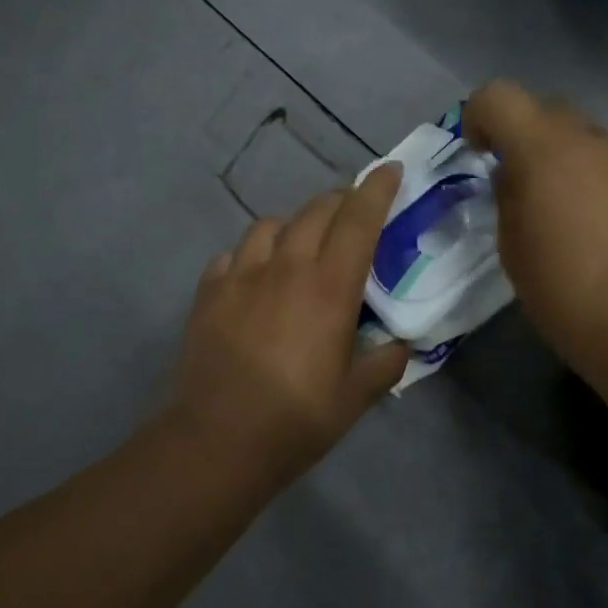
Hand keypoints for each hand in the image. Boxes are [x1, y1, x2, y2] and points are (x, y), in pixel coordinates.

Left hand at [170, 164, 409, 485]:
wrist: (218, 438)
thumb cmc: (297, 418)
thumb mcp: (356, 396)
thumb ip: (384, 362)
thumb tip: (398, 344)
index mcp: (329, 286)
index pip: (358, 219)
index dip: (377, 189)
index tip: (390, 169)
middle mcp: (287, 266)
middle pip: (316, 211)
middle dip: (340, 201)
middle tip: (352, 213)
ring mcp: (242, 274)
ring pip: (270, 225)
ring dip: (293, 226)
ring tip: (299, 246)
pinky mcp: (210, 290)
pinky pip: (233, 254)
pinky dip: (250, 256)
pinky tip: (252, 277)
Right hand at [463, 80, 607, 378]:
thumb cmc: (566, 291)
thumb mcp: (513, 247)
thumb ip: (507, 197)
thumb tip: (513, 176)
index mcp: (544, 149)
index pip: (499, 96)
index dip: (479, 116)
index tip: (477, 153)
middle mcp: (589, 141)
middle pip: (544, 110)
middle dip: (521, 135)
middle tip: (512, 181)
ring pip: (580, 137)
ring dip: (558, 158)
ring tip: (553, 210)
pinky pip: (607, 164)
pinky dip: (588, 179)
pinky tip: (590, 227)